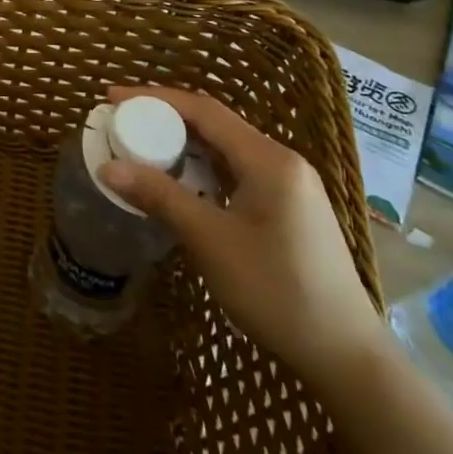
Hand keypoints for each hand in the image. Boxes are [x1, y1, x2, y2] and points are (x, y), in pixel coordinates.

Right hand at [99, 85, 391, 396]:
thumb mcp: (211, 240)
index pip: (204, 110)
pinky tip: (178, 184)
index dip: (155, 98)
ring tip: (140, 150)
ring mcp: (289, 186)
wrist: (345, 355)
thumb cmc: (277, 291)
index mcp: (268, 159)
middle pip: (215, 125)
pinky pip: (236, 173)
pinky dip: (202, 170)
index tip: (112, 98)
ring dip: (182, 146)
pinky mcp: (288, 209)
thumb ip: (160, 197)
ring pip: (225, 150)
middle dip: (165, 120)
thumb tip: (107, 168)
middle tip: (121, 124)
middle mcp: (282, 162)